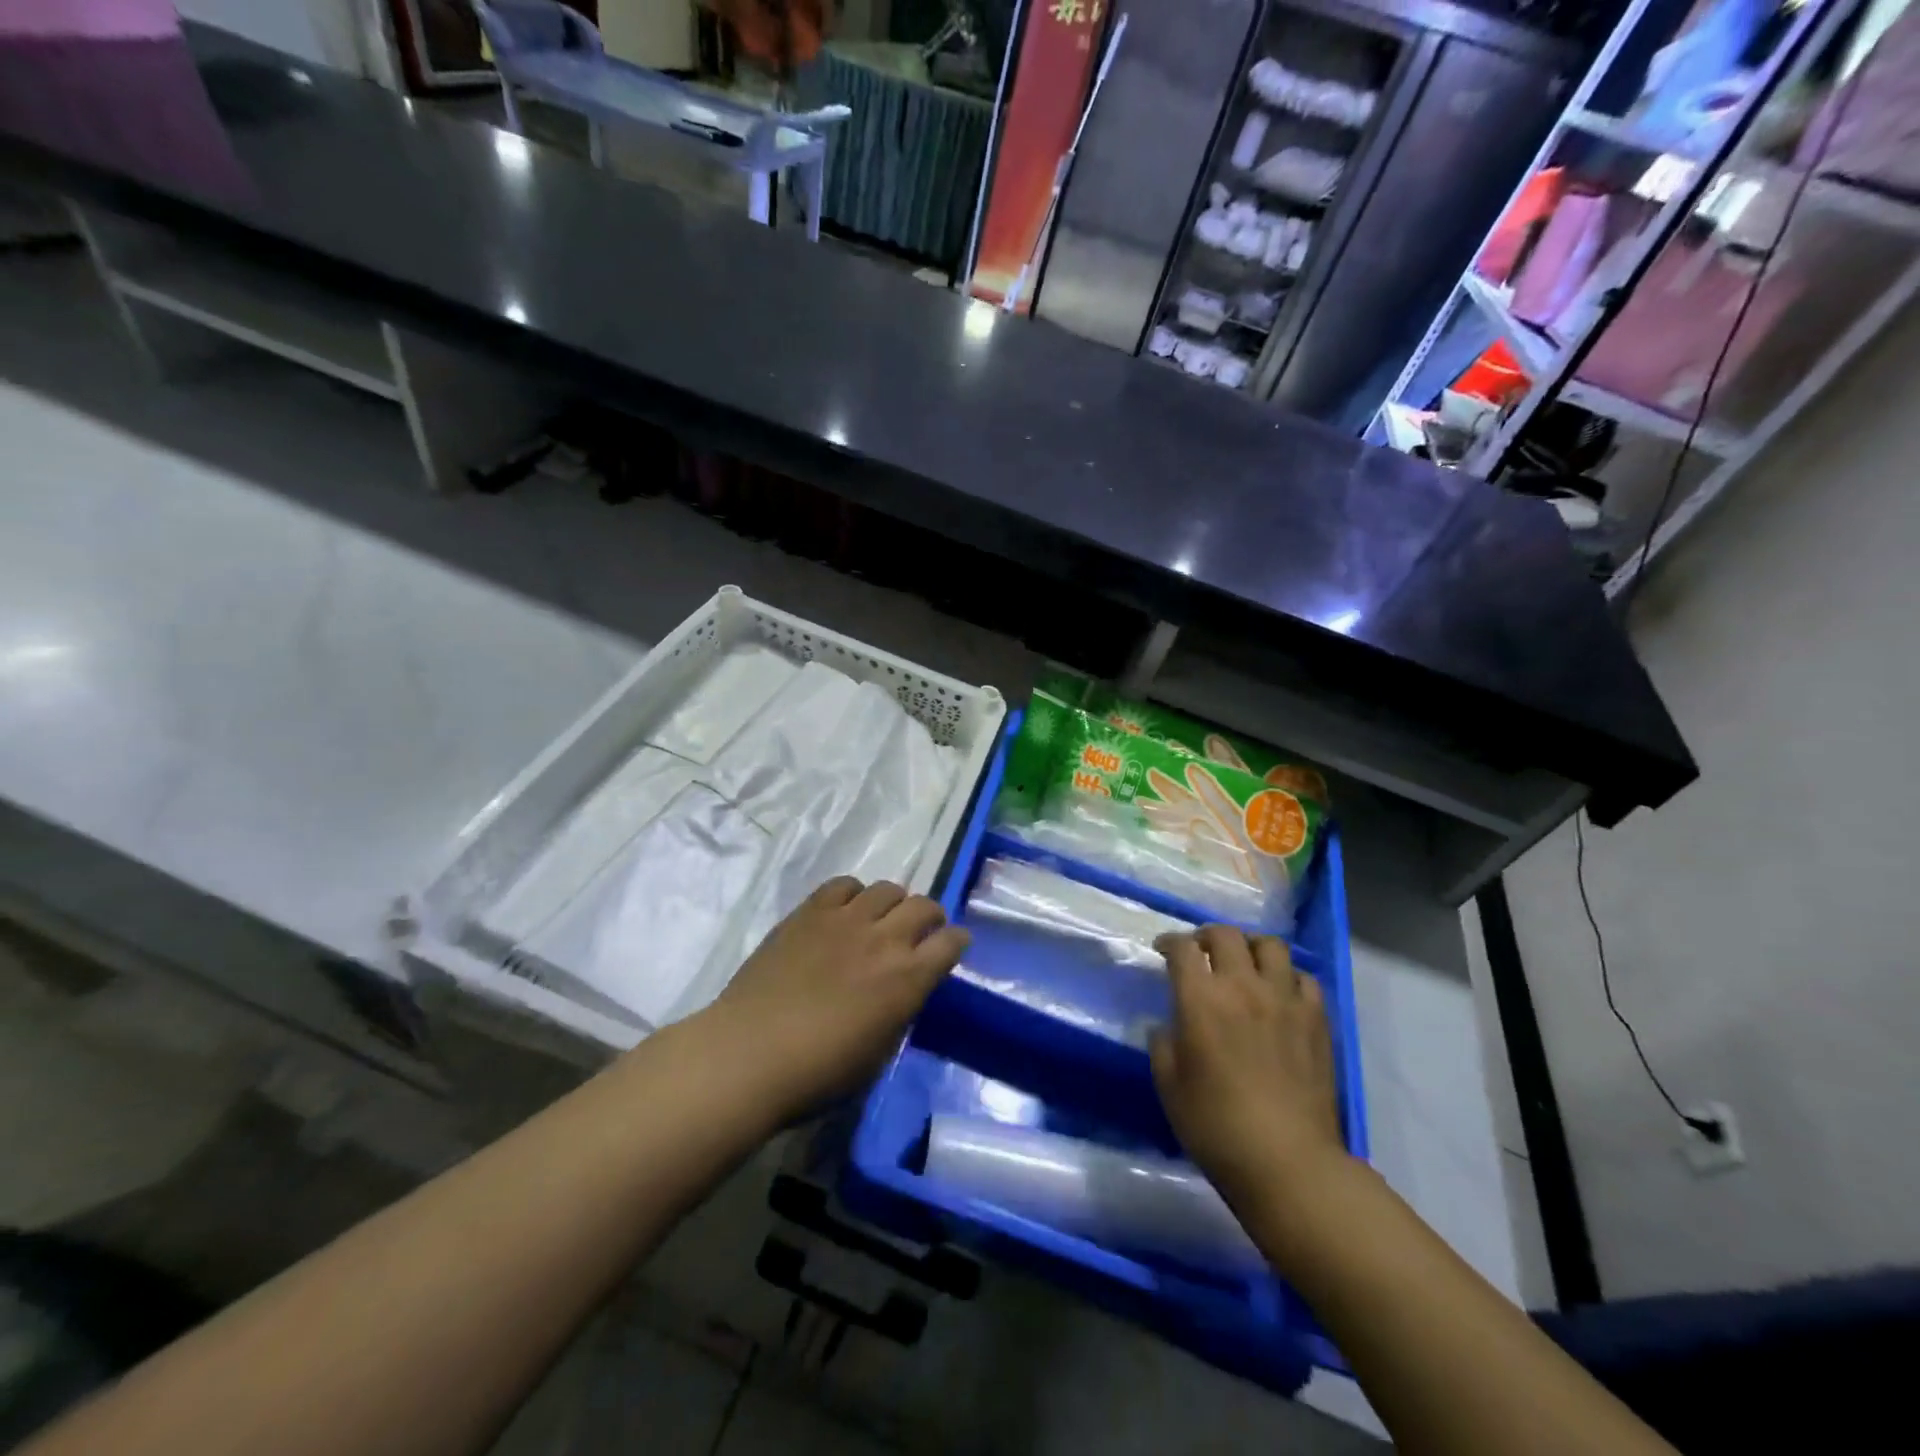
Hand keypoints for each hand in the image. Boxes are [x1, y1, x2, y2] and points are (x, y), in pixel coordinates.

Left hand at [707, 877, 968, 1119]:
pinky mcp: (810, 911)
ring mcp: (846, 919)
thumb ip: (899, 1010)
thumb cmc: (817, 1073)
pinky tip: (846, 911)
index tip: (951, 948)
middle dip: (930, 917)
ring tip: (882, 919)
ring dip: (894, 903)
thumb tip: (904, 989)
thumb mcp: (878, 1053)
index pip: (951, 942)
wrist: (749, 1054)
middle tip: (920, 933)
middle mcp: (885, 939)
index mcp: (908, 978)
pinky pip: (843, 885)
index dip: (956, 942)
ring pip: (887, 888)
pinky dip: (854, 894)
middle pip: (924, 906)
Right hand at [1150, 925, 1346, 1213]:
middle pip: (1226, 935)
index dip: (1169, 942)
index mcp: (1201, 999)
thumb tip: (1168, 1026)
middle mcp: (1243, 986)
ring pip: (1270, 946)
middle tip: (1201, 952)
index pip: (1182, 948)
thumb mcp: (1169, 1086)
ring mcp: (1285, 1000)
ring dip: (1251, 947)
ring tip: (1244, 963)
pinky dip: (1288, 977)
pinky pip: (1304, 978)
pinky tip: (1281, 994)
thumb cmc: (1216, 1126)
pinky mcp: (1316, 1020)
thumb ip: (1163, 1044)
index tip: (1163, 950)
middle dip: (1207, 936)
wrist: (1288, 1163)